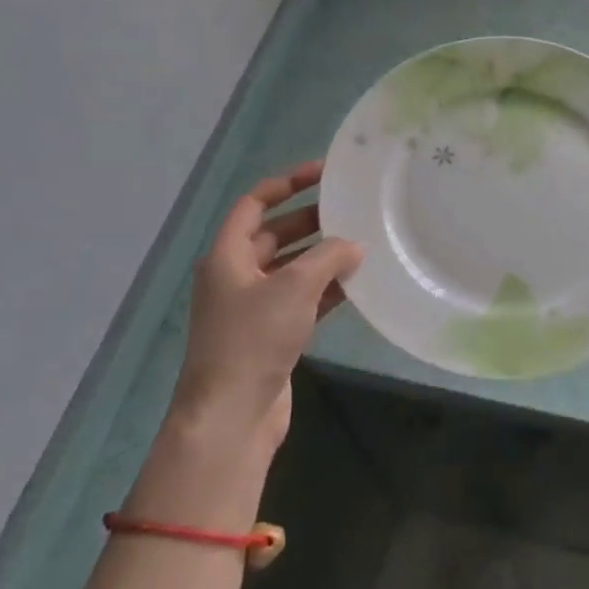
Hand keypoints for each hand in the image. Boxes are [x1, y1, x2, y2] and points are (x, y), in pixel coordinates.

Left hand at [174, 162, 362, 444]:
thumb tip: (352, 246)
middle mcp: (236, 276)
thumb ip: (327, 257)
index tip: (322, 173)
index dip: (286, 183)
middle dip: (311, 220)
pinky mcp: (270, 334)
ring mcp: (253, 307)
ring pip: (291, 268)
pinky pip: (301, 299)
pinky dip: (325, 289)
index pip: (254, 203)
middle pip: (275, 234)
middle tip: (350, 209)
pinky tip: (356, 284)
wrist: (232, 415)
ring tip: (362, 243)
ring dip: (322, 256)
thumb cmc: (254, 339)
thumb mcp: (294, 287)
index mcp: (227, 256)